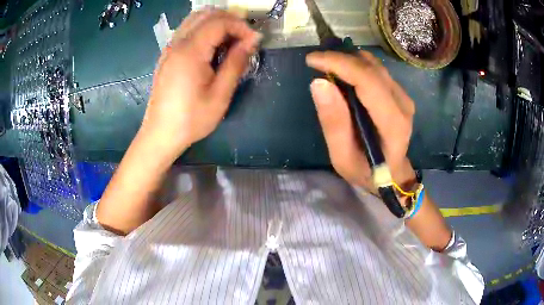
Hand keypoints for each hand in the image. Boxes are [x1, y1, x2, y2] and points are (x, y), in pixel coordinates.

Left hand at [140, 9, 260, 158]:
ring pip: (195, 19)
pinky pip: (187, 30)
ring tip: (231, 39)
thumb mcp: (220, 95)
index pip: (219, 22)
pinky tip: (212, 46)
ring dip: (216, 22)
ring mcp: (169, 48)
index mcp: (190, 51)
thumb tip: (252, 41)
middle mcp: (177, 43)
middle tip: (244, 37)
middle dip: (230, 20)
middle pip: (206, 14)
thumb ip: (236, 63)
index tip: (254, 41)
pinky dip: (204, 29)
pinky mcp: (167, 55)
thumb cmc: (191, 119)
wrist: (161, 134)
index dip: (241, 26)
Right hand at [306, 51, 415, 189]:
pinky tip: (343, 75)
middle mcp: (402, 104)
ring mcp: (403, 96)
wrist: (393, 174)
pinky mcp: (399, 93)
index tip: (311, 60)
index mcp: (392, 122)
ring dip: (347, 60)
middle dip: (339, 58)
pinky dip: (356, 66)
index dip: (338, 63)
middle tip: (315, 62)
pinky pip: (376, 70)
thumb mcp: (342, 157)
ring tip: (327, 67)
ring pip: (374, 65)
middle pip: (370, 68)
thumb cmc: (367, 171)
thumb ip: (333, 122)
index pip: (367, 80)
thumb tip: (319, 83)